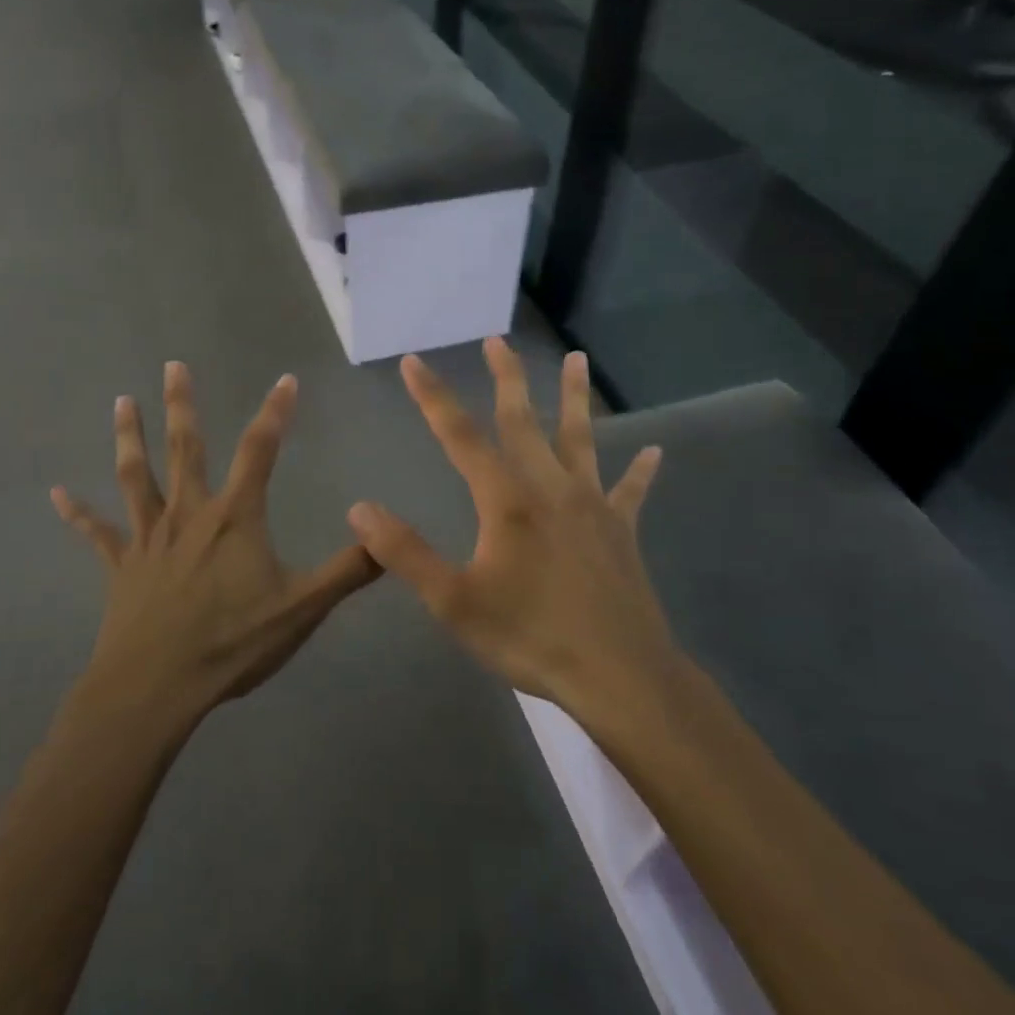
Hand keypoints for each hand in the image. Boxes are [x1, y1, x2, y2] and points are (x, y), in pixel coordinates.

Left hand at [52, 362, 381, 721]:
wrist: (155, 688)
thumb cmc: (231, 644)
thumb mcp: (302, 609)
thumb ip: (348, 571)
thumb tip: (387, 535)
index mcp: (234, 518)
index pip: (260, 451)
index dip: (276, 412)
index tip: (286, 379)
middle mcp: (188, 514)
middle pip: (186, 448)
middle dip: (182, 404)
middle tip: (172, 365)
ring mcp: (149, 538)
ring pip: (136, 476)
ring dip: (129, 437)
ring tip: (122, 401)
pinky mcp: (121, 566)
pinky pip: (97, 533)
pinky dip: (77, 513)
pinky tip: (56, 493)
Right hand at [347, 339, 671, 715]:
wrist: (617, 675)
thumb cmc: (530, 637)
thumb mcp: (453, 601)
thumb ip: (405, 552)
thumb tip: (359, 508)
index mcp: (506, 501)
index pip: (460, 437)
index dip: (433, 397)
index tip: (413, 361)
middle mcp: (549, 489)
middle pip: (523, 421)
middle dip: (506, 378)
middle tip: (497, 340)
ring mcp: (591, 506)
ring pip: (580, 440)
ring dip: (575, 398)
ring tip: (576, 360)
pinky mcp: (620, 531)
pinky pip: (631, 492)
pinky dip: (640, 472)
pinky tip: (654, 452)